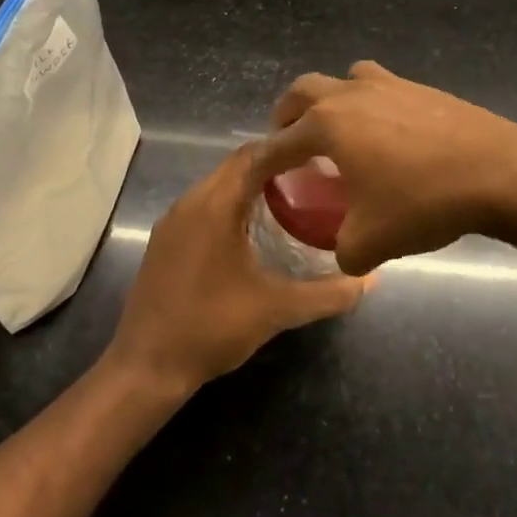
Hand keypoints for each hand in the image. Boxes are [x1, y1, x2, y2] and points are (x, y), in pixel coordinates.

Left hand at [106, 144, 368, 395]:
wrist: (146, 368)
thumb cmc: (211, 328)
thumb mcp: (276, 310)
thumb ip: (327, 293)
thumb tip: (370, 278)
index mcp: (215, 204)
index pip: (255, 154)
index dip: (288, 148)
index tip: (322, 156)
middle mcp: (191, 201)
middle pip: (237, 164)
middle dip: (274, 164)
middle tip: (314, 177)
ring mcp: (173, 220)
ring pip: (219, 183)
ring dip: (251, 183)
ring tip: (291, 198)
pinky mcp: (164, 239)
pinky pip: (204, 203)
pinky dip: (231, 202)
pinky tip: (253, 228)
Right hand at [255, 62, 516, 274]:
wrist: (498, 170)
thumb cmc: (423, 202)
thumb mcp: (371, 242)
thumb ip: (342, 250)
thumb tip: (343, 250)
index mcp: (328, 124)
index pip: (279, 143)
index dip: (262, 162)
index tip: (255, 177)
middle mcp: (351, 94)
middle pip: (303, 91)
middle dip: (288, 115)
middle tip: (289, 142)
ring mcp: (389, 84)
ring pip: (346, 79)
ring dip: (331, 100)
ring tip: (339, 132)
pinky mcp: (422, 88)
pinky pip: (381, 88)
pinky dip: (369, 104)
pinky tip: (388, 137)